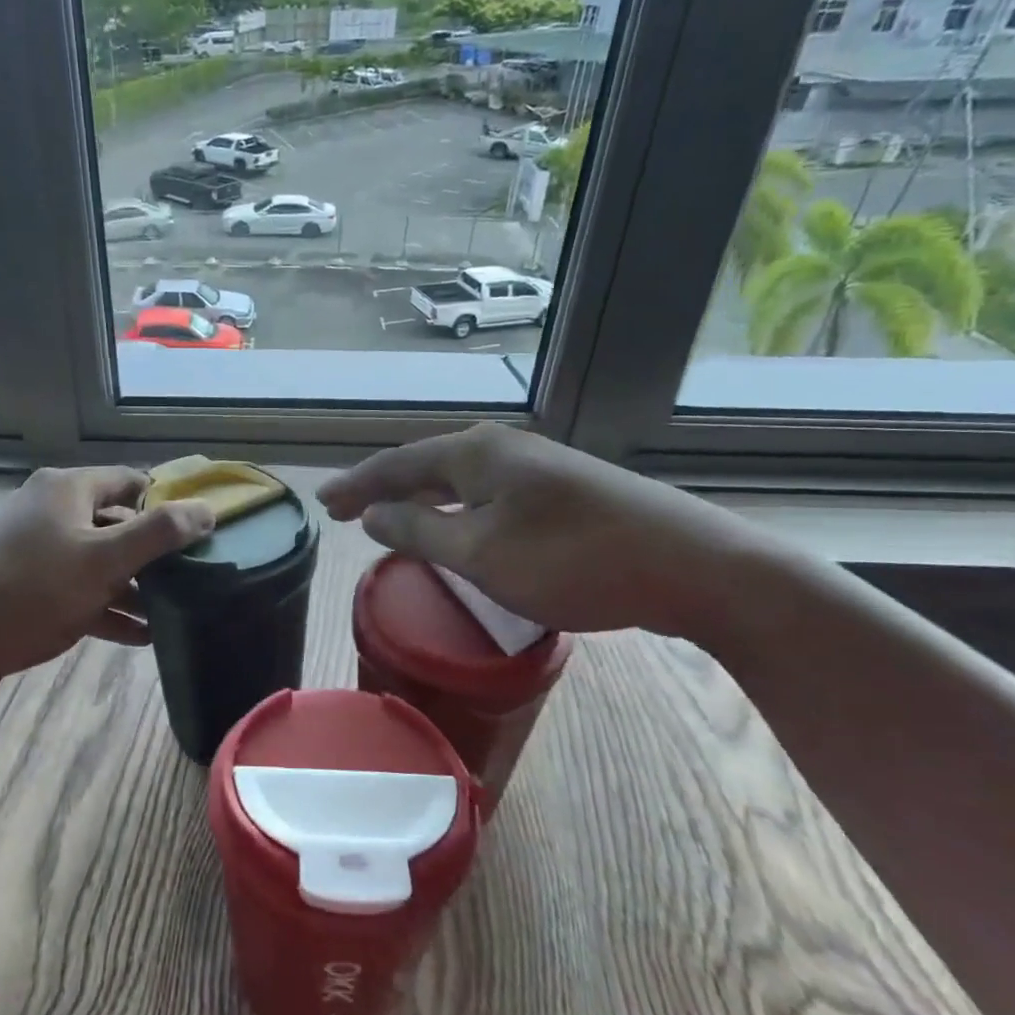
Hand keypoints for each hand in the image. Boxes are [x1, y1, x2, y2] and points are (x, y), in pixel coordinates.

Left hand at [0, 466, 214, 703]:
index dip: (167, 504)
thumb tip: (207, 510)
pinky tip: (138, 636)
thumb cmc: (33, 592)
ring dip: (132, 586)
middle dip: (152, 553)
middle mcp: (50, 509)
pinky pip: (76, 587)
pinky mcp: (24, 584)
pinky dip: (105, 606)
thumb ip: (159, 533)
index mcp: (68, 489)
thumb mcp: (104, 560)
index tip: (199, 534)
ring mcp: (34, 547)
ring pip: (97, 560)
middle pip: (115, 522)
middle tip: (190, 578)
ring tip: (171, 614)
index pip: (131, 482)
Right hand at [319, 423, 776, 639]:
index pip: (397, 465)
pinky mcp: (562, 492)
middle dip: (384, 489)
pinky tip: (457, 529)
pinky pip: (487, 495)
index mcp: (476, 454)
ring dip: (421, 500)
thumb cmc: (573, 560)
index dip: (358, 485)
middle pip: (427, 465)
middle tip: (347, 512)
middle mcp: (502, 448)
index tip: (324, 503)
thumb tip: (375, 515)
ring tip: (390, 519)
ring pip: (459, 480)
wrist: (691, 566)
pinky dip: (456, 510)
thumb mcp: (481, 553)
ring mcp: (536, 468)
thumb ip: (420, 531)